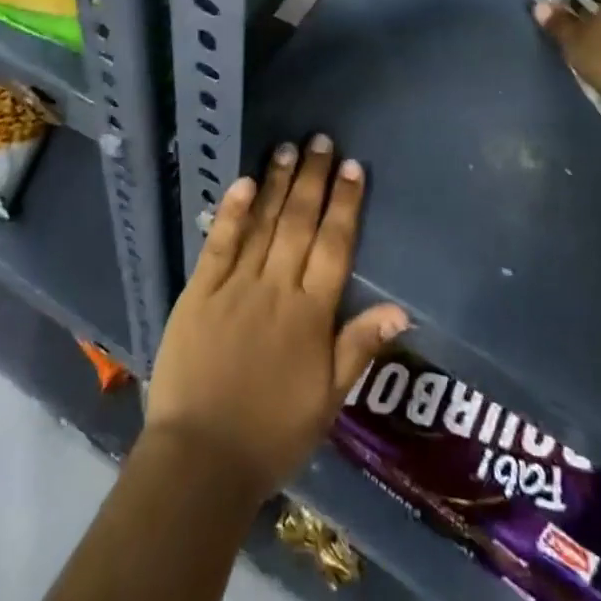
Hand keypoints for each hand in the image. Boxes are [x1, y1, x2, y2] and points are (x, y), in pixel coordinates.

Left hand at [145, 137, 408, 502]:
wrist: (201, 460)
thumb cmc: (272, 434)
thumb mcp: (328, 400)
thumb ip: (360, 346)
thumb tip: (401, 308)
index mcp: (311, 315)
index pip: (335, 246)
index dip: (345, 204)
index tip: (353, 167)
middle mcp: (277, 289)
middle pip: (300, 224)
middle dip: (313, 179)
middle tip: (321, 140)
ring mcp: (236, 286)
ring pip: (263, 224)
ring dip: (278, 183)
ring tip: (288, 147)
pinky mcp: (199, 290)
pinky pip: (219, 243)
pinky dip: (232, 211)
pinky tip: (243, 180)